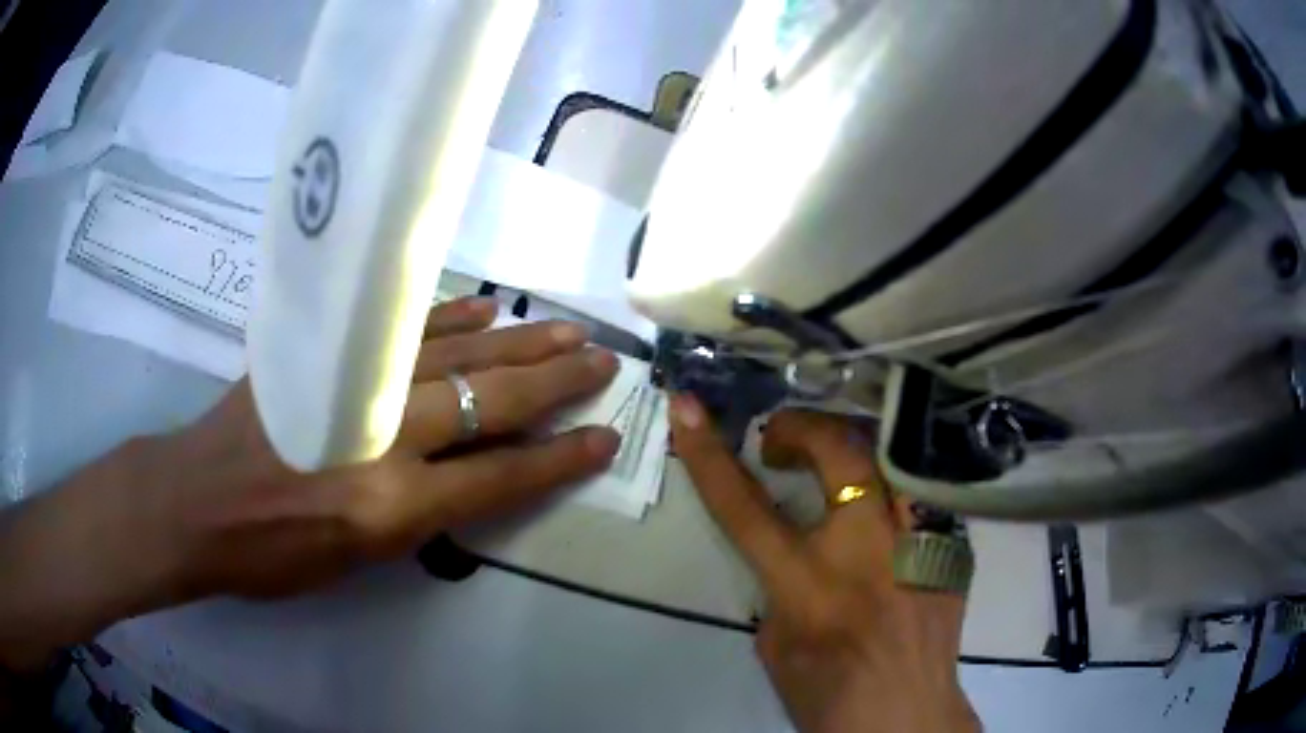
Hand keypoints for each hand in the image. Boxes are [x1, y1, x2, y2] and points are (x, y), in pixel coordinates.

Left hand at [0, 298, 620, 669]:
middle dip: (554, 381)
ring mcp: (351, 383)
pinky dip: (448, 318)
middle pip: (487, 399)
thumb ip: (414, 515)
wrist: (192, 502)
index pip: (499, 478)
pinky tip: (485, 310)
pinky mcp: (320, 351)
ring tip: (563, 330)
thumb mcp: (352, 562)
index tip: (605, 437)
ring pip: (453, 352)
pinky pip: (399, 330)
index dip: (557, 459)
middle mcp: (381, 438)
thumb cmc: (269, 554)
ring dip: (515, 342)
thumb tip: (464, 470)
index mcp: (389, 505)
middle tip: (603, 359)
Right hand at [669, 399, 979, 732]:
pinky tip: (877, 505)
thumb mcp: (776, 645)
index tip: (687, 407)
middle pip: (838, 449)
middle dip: (799, 428)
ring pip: (887, 454)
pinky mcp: (950, 546)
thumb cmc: (828, 695)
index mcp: (810, 584)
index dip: (710, 453)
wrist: (907, 717)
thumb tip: (796, 547)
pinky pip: (916, 491)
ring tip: (828, 462)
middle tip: (778, 442)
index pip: (747, 505)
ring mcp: (920, 541)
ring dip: (848, 446)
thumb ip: (781, 585)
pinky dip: (887, 485)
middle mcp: (870, 549)